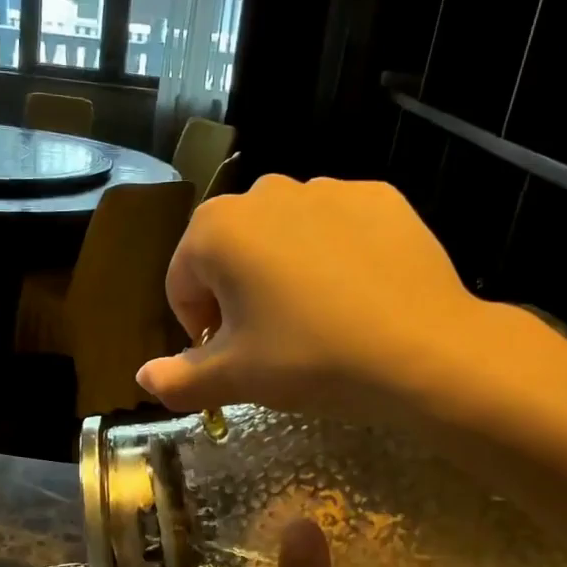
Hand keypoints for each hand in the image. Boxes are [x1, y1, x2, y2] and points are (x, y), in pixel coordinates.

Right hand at [137, 176, 558, 431]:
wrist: (424, 350)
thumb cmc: (311, 359)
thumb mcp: (237, 378)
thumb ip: (178, 379)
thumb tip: (142, 379)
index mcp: (216, 230)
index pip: (181, 283)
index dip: (199, 329)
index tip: (231, 359)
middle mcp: (264, 192)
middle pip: (230, 253)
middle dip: (238, 295)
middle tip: (273, 342)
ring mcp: (325, 187)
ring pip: (282, 237)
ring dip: (284, 272)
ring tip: (318, 319)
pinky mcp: (377, 195)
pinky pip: (335, 228)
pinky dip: (334, 256)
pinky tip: (358, 295)